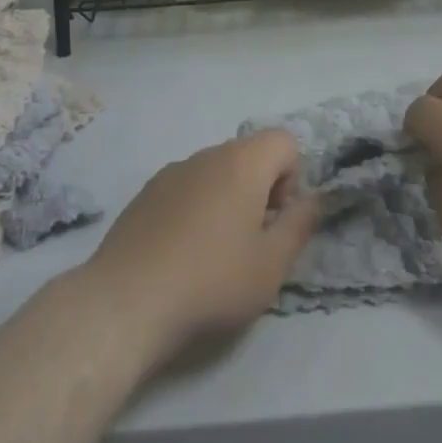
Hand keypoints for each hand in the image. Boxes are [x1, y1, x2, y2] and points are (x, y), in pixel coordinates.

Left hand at [82, 131, 317, 365]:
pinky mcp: (145, 192)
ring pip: (216, 172)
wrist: (126, 301)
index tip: (277, 220)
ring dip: (226, 199)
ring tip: (214, 253)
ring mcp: (172, 171)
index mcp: (243, 162)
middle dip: (260, 189)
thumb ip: (300, 225)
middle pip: (249, 155)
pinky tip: (180, 254)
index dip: (292, 178)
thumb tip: (314, 199)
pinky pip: (186, 187)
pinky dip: (194, 208)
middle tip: (251, 241)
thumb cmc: (211, 281)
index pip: (284, 141)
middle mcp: (208, 154)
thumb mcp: (272, 265)